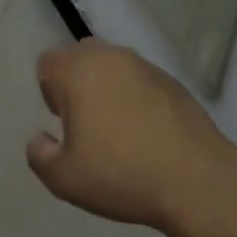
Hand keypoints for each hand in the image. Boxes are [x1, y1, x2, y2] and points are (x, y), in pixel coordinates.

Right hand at [26, 38, 236, 232]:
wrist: (197, 180)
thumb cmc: (122, 174)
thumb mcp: (64, 179)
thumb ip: (39, 155)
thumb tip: (39, 138)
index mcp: (78, 70)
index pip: (48, 62)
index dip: (49, 91)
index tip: (63, 123)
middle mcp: (109, 56)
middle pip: (79, 56)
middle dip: (76, 84)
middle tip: (86, 125)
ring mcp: (144, 65)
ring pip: (111, 66)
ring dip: (107, 88)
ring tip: (118, 130)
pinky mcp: (171, 80)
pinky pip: (140, 79)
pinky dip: (135, 96)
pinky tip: (147, 132)